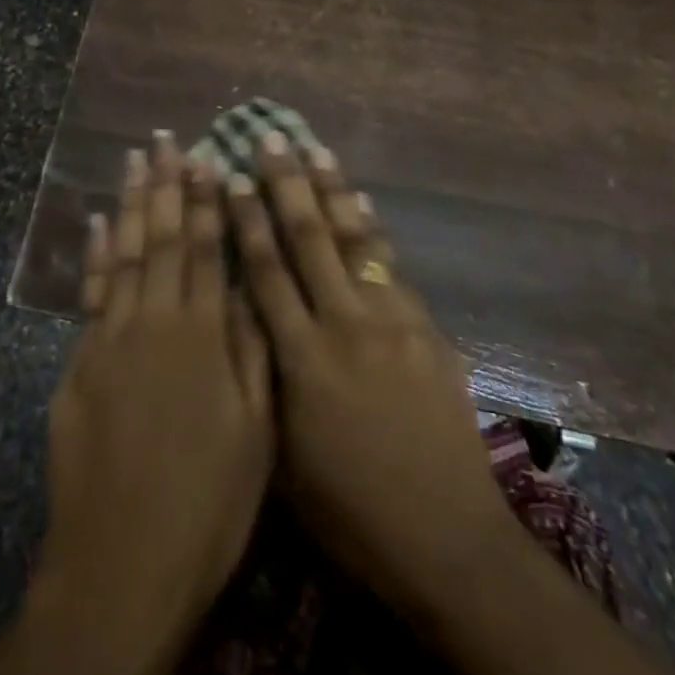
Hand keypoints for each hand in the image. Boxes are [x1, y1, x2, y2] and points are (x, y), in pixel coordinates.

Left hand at [0, 133, 272, 674]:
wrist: (122, 565)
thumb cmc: (206, 504)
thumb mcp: (254, 433)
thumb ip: (250, 352)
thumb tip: (246, 289)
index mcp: (201, 335)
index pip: (204, 249)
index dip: (205, 200)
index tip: (206, 157)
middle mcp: (154, 321)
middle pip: (161, 237)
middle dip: (167, 184)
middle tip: (166, 139)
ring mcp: (111, 338)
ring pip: (125, 253)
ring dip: (131, 202)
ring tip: (135, 160)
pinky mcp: (81, 362)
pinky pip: (92, 292)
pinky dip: (96, 254)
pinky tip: (99, 223)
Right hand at [226, 132, 521, 614]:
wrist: (444, 535)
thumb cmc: (349, 510)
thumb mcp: (284, 454)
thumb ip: (265, 378)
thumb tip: (248, 317)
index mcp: (300, 359)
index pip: (265, 271)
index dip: (245, 220)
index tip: (229, 177)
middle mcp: (343, 325)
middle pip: (308, 238)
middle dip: (285, 184)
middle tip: (270, 139)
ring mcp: (390, 320)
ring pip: (354, 238)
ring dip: (333, 189)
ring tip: (316, 148)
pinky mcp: (424, 326)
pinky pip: (391, 264)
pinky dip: (373, 228)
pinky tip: (363, 202)